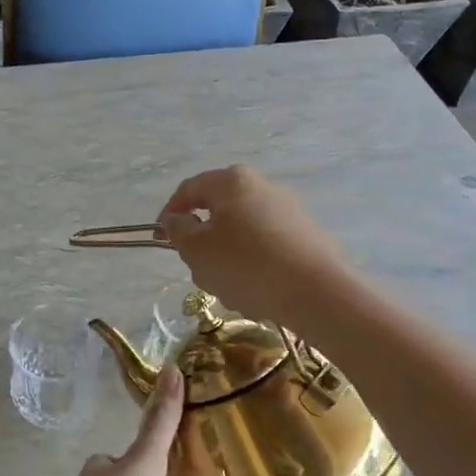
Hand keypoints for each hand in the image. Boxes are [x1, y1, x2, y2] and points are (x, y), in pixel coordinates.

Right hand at [157, 165, 353, 329]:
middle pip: (218, 212)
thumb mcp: (197, 250)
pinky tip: (256, 294)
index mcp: (232, 181)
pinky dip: (253, 267)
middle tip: (196, 269)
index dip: (170, 212)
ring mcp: (288, 211)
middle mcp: (262, 187)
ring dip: (227, 259)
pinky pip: (266, 249)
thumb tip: (177, 219)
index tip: (160, 238)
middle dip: (203, 242)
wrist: (316, 292)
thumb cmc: (245, 265)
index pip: (189, 189)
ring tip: (229, 290)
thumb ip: (179, 230)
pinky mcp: (306, 237)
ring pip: (241, 234)